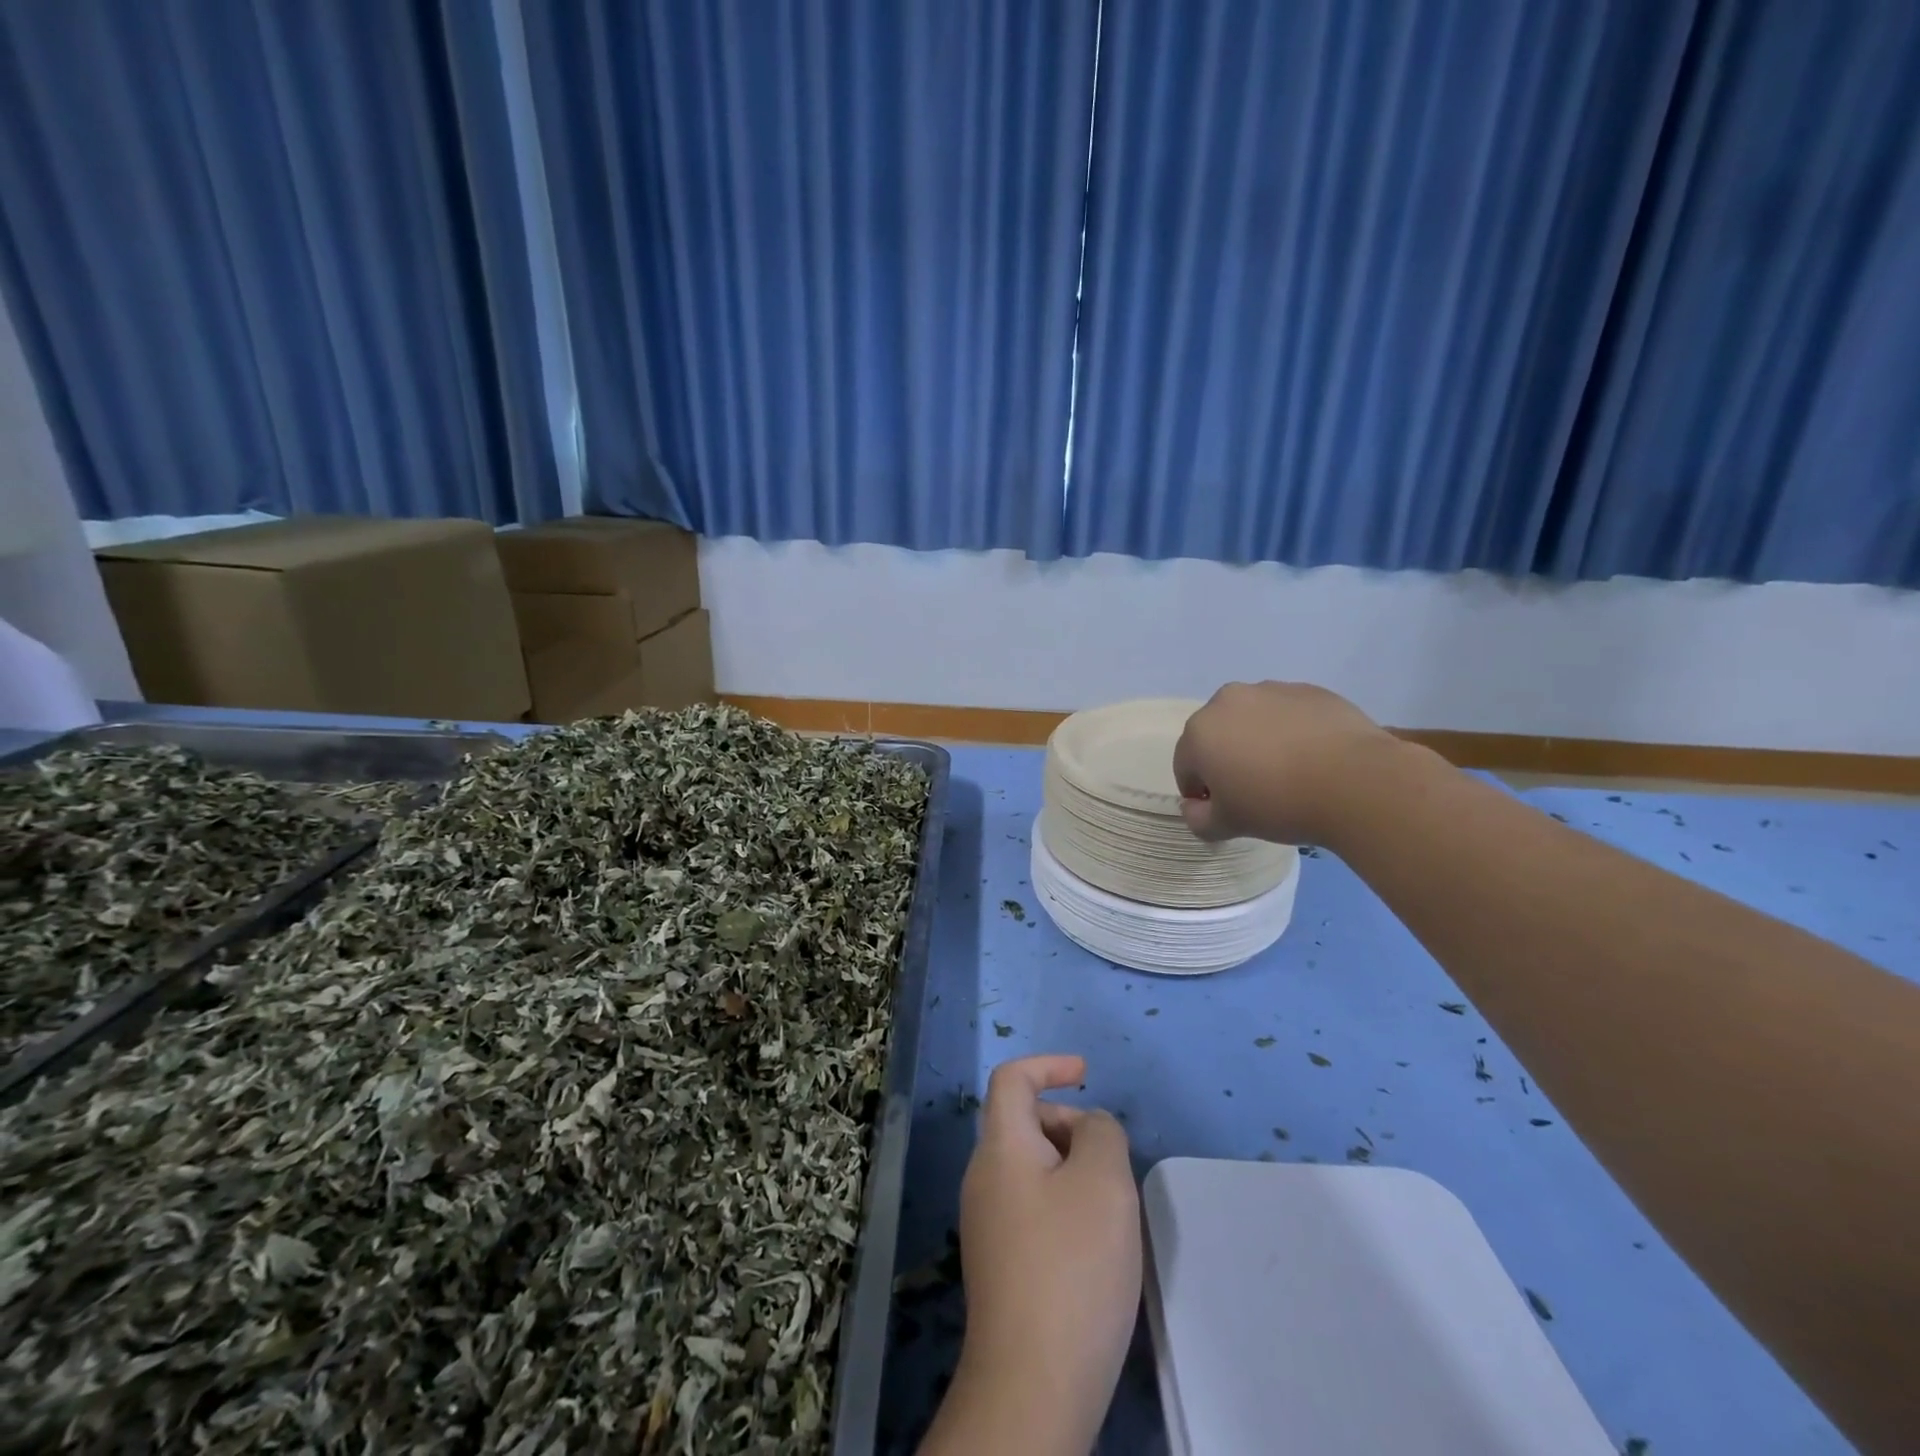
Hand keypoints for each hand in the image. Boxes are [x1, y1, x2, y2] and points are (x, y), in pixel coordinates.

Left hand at [920, 1055, 1140, 1455]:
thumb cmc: (1071, 1266)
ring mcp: (987, 1224)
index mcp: (1000, 1147)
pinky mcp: (1000, 1264)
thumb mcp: (1103, 1181)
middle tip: (1112, 1163)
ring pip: (1032, 1168)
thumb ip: (1101, 1133)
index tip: (1086, 1074)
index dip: (1048, 1065)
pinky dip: (1064, 1204)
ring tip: (1112, 1209)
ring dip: (1072, 1169)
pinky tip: (1094, 1248)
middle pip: (1023, 1123)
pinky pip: (1032, 1206)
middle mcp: (983, 1178)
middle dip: (1069, 1125)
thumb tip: (1088, 1129)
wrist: (1032, 1384)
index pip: (1011, 1080)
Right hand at [1172, 681, 1396, 844]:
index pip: (1186, 766)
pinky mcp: (1310, 691)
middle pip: (1217, 736)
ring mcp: (1272, 690)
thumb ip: (1198, 819)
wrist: (1356, 782)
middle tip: (1255, 790)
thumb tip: (1195, 808)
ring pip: (1253, 721)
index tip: (1225, 810)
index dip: (1201, 793)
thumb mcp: (1228, 825)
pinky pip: (1289, 714)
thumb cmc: (1278, 804)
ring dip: (1259, 742)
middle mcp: (1228, 701)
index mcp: (1200, 731)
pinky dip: (1292, 732)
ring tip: (1289, 772)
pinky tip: (1314, 758)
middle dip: (1227, 760)